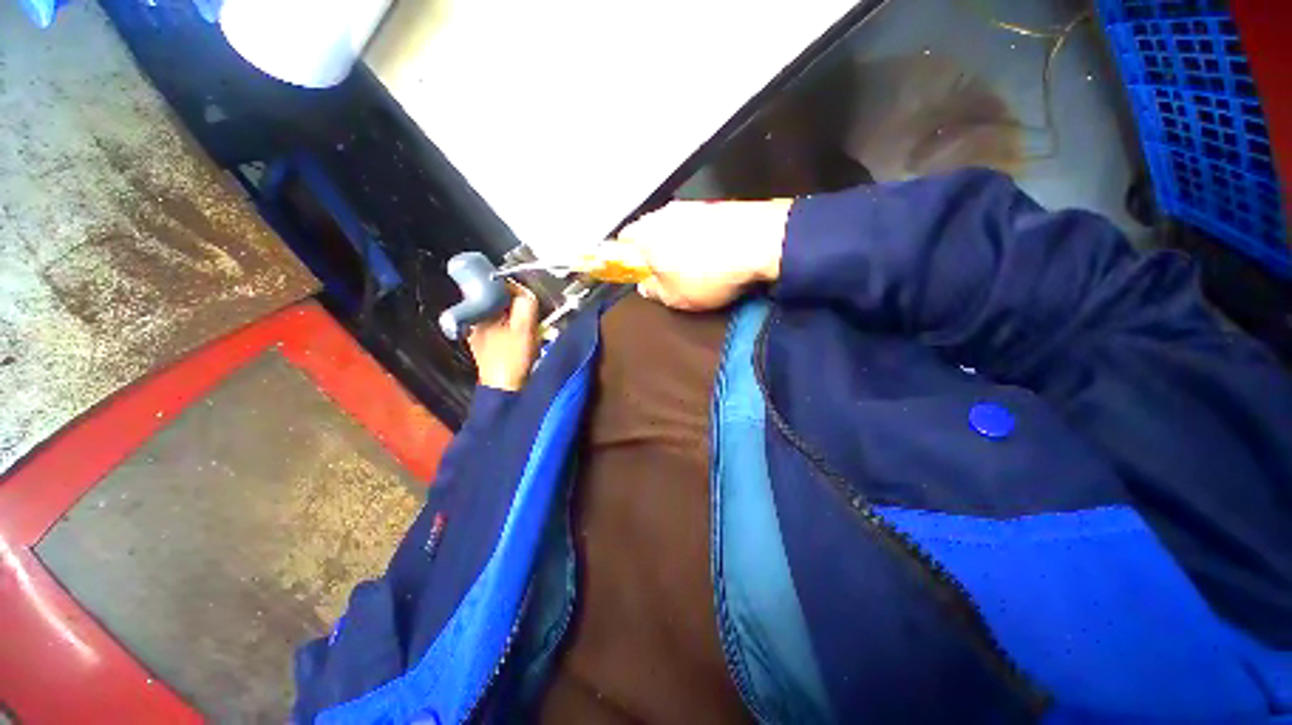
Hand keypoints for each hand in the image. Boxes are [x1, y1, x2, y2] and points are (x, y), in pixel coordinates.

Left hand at [466, 287, 540, 390]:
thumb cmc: (513, 357)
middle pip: (500, 301)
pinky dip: (512, 329)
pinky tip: (521, 339)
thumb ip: (526, 303)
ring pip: (501, 315)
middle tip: (533, 317)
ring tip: (530, 328)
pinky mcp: (484, 344)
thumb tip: (525, 290)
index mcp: (479, 311)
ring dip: (517, 318)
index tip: (532, 301)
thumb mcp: (524, 327)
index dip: (518, 290)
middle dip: (518, 305)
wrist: (504, 388)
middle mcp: (474, 319)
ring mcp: (478, 333)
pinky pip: (500, 327)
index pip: (498, 288)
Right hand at [618, 199, 792, 310]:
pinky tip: (715, 254)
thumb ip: (653, 291)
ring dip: (678, 244)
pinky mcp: (716, 205)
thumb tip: (645, 285)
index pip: (623, 240)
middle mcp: (665, 213)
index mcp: (646, 233)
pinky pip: (698, 224)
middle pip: (649, 231)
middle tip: (667, 273)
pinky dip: (700, 238)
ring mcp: (692, 205)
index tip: (640, 273)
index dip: (627, 257)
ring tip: (696, 266)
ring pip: (674, 226)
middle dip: (654, 251)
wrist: (761, 242)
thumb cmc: (707, 274)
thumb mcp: (674, 297)